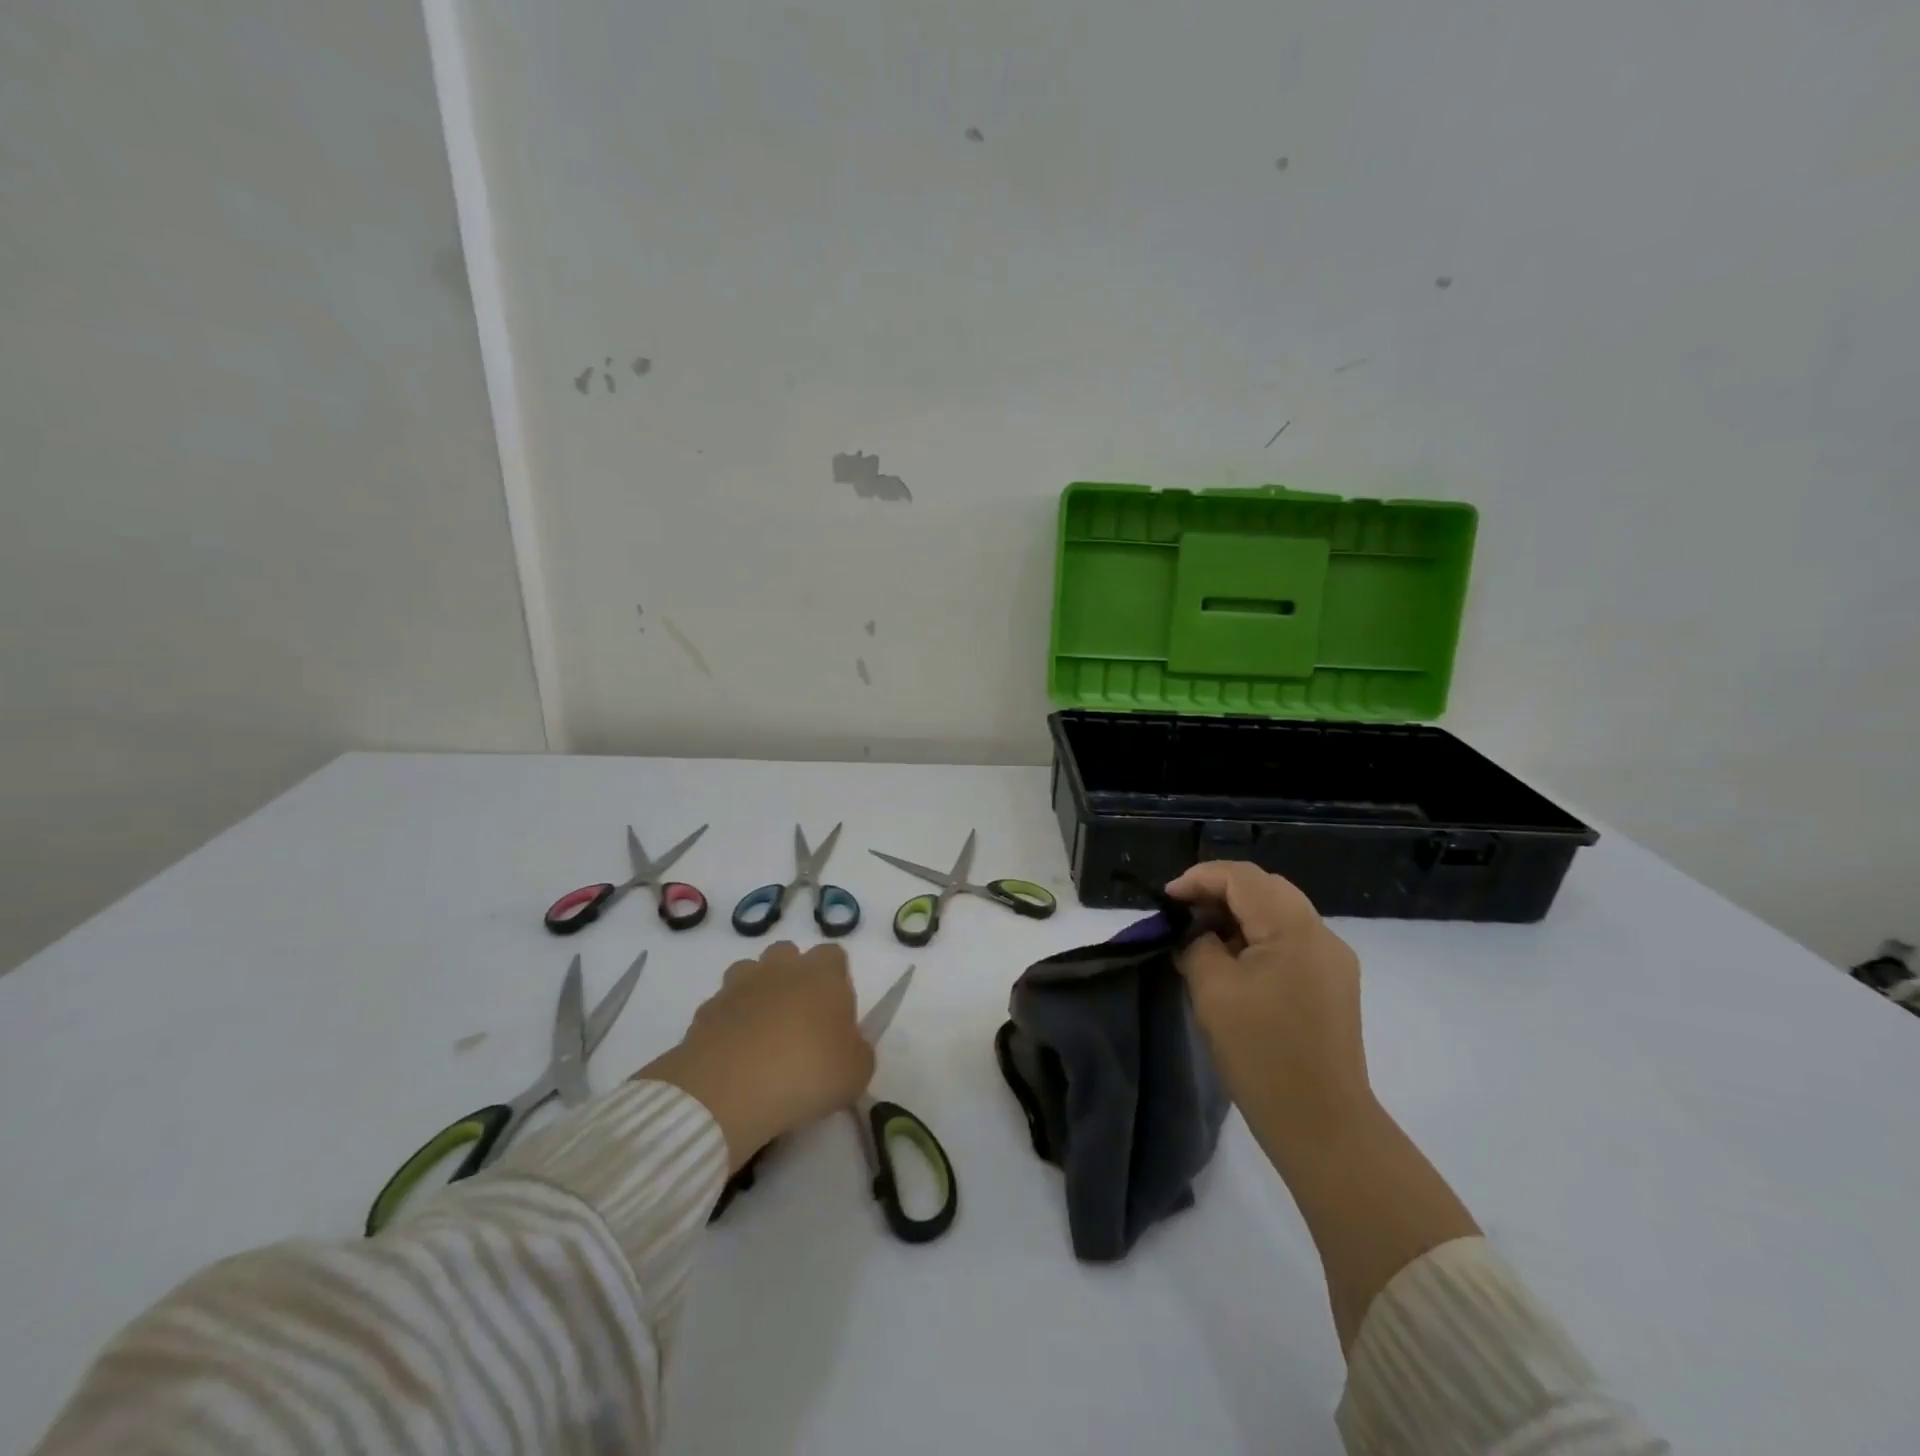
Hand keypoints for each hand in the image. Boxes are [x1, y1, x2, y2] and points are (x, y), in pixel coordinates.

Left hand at [638, 941, 874, 1169]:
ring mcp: (738, 986)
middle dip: (793, 978)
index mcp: (822, 975)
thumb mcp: (856, 1072)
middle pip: (788, 955)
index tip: (835, 1014)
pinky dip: (728, 1023)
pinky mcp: (705, 1011)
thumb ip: (856, 1049)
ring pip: (750, 973)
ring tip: (761, 1035)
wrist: (728, 1094)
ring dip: (757, 994)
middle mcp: (780, 969)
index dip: (836, 980)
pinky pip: (722, 1007)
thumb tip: (846, 1045)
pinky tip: (733, 1056)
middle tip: (798, 1022)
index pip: (833, 955)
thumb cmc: (807, 1075)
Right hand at [1167, 862, 1374, 1168]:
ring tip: (1201, 936)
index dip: (1199, 878)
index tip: (1166, 899)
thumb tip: (1197, 934)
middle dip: (1219, 891)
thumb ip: (1198, 945)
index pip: (1243, 878)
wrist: (1322, 1124)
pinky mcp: (1331, 985)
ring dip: (1238, 914)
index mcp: (1295, 929)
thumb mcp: (1213, 990)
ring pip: (1278, 912)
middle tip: (1182, 913)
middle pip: (1265, 888)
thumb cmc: (1262, 1053)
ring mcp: (1332, 961)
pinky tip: (1232, 961)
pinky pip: (1289, 940)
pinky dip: (1256, 937)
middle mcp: (1321, 935)